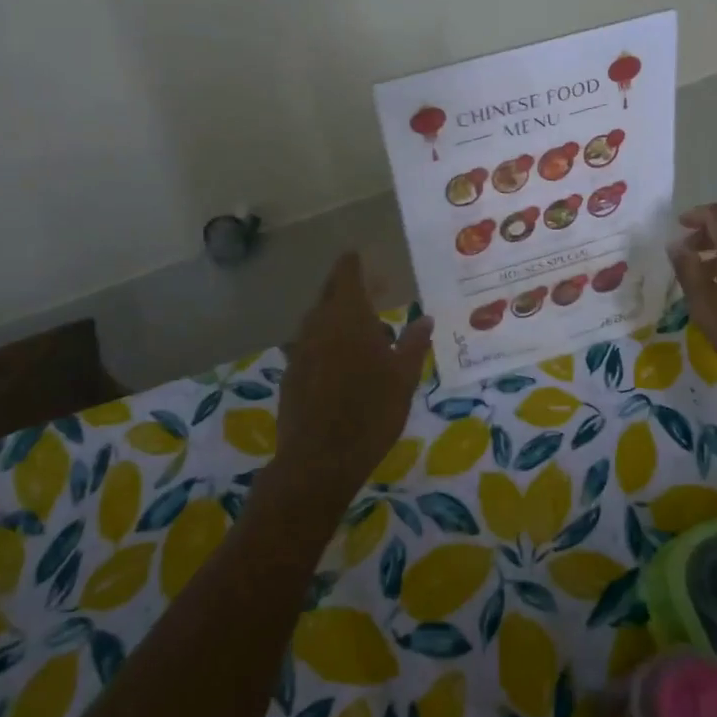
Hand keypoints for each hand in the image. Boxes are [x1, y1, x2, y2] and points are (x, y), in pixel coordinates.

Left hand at [256, 254, 433, 523]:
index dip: (353, 263)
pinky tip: (339, 360)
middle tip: (372, 291)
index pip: (347, 275)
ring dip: (336, 316)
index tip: (360, 257)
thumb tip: (426, 318)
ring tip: (360, 327)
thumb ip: (413, 343)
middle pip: (329, 294)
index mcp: (348, 316)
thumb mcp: (403, 377)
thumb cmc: (370, 411)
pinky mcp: (290, 374)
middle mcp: (319, 324)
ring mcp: (300, 349)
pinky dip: (325, 342)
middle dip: (348, 288)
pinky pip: (309, 345)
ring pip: (317, 320)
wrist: (319, 459)